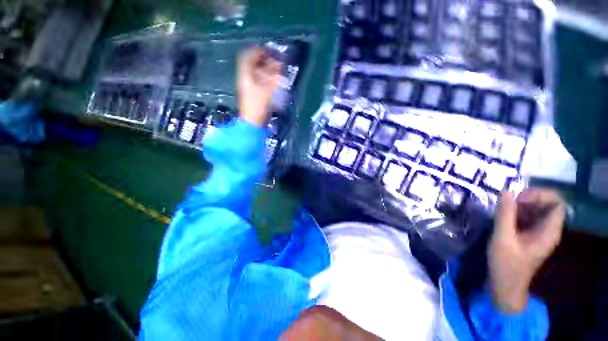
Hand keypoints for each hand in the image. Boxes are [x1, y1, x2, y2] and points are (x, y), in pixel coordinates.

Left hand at [237, 47, 281, 126]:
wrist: (253, 122)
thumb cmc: (258, 106)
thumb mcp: (266, 90)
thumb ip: (274, 78)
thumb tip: (280, 66)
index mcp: (245, 75)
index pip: (248, 57)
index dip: (258, 51)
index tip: (269, 50)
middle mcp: (246, 79)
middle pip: (254, 64)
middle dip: (265, 60)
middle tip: (276, 59)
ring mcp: (250, 87)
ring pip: (258, 73)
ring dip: (268, 69)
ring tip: (279, 69)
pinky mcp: (255, 94)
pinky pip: (261, 82)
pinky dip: (268, 79)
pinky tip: (276, 80)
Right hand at [488, 188, 564, 312]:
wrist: (505, 285)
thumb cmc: (506, 264)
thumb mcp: (502, 239)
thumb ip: (505, 215)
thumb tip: (506, 191)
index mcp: (549, 232)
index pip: (557, 204)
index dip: (540, 195)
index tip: (519, 198)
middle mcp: (548, 230)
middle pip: (547, 204)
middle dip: (529, 198)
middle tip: (508, 201)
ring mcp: (539, 233)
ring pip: (537, 209)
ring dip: (521, 205)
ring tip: (503, 208)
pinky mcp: (529, 235)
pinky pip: (528, 217)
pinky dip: (517, 212)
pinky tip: (503, 216)